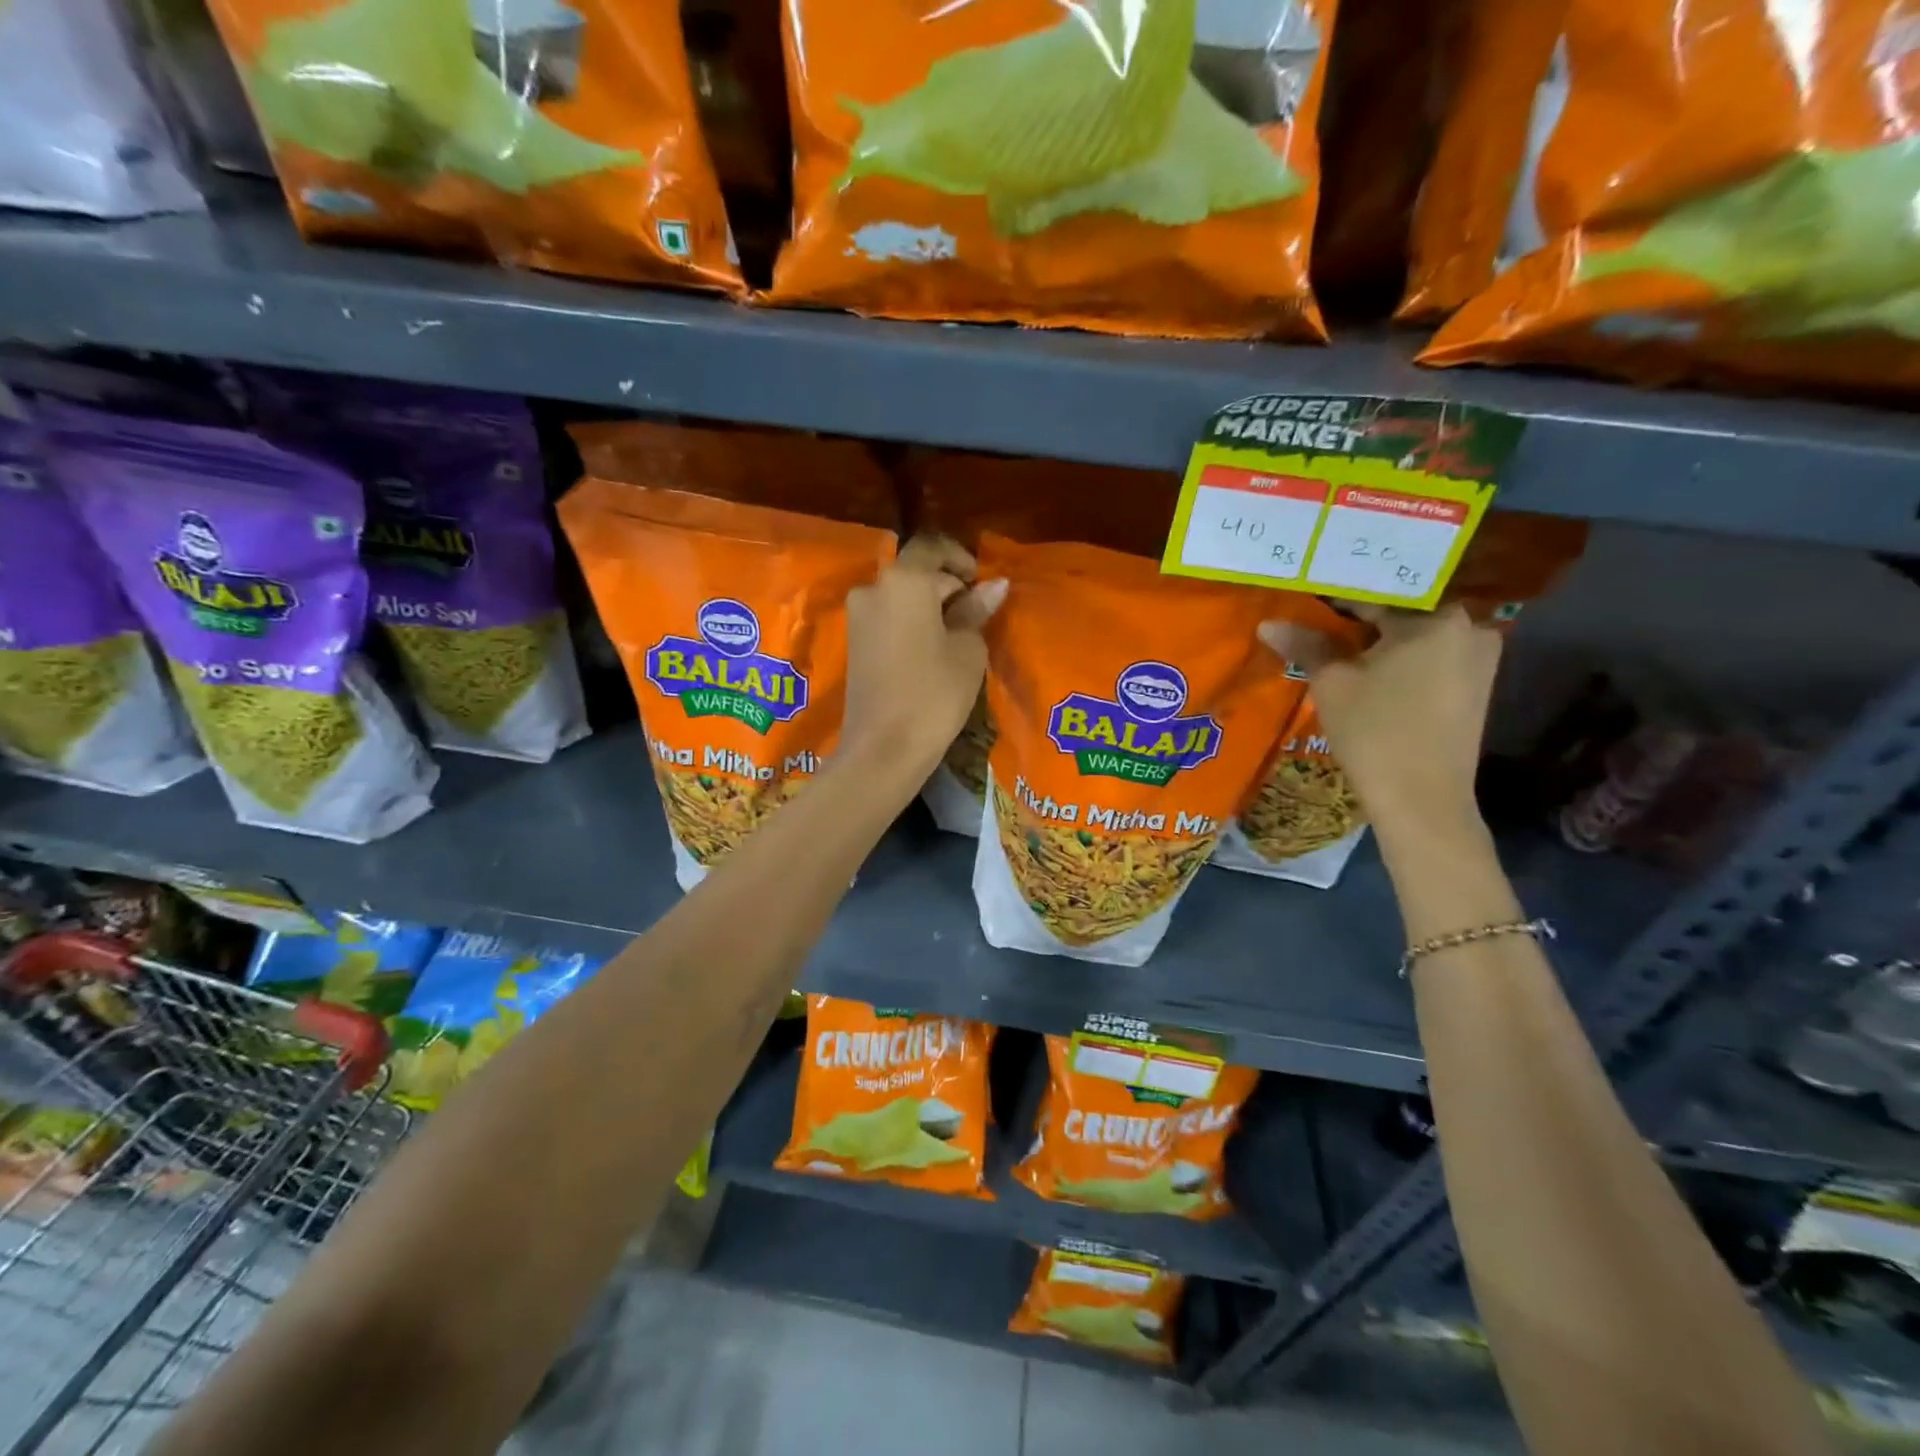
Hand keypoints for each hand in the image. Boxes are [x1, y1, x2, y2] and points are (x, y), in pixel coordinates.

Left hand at [842, 534, 1006, 781]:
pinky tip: (931, 650)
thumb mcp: (967, 650)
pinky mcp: (854, 642)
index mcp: (904, 580)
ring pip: (901, 595)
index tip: (981, 584)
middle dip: (947, 585)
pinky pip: (888, 618)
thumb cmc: (934, 694)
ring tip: (956, 637)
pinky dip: (911, 623)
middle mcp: (874, 588)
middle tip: (976, 615)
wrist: (883, 748)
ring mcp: (858, 616)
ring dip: (928, 606)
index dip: (960, 558)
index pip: (932, 546)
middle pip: (915, 571)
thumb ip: (976, 611)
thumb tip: (994, 586)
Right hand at [1258, 604, 1500, 842]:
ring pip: (1416, 634)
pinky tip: (1369, 668)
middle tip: (1318, 618)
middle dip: (1360, 615)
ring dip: (1380, 637)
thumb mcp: (1332, 683)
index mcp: (1436, 618)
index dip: (1334, 598)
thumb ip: (1306, 644)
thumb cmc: (1374, 732)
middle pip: (1400, 610)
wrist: (1422, 800)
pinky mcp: (1476, 685)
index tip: (1305, 599)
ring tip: (1338, 642)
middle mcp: (1469, 627)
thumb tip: (1269, 624)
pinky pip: (1431, 656)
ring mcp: (1478, 657)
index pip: (1375, 593)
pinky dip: (1400, 657)